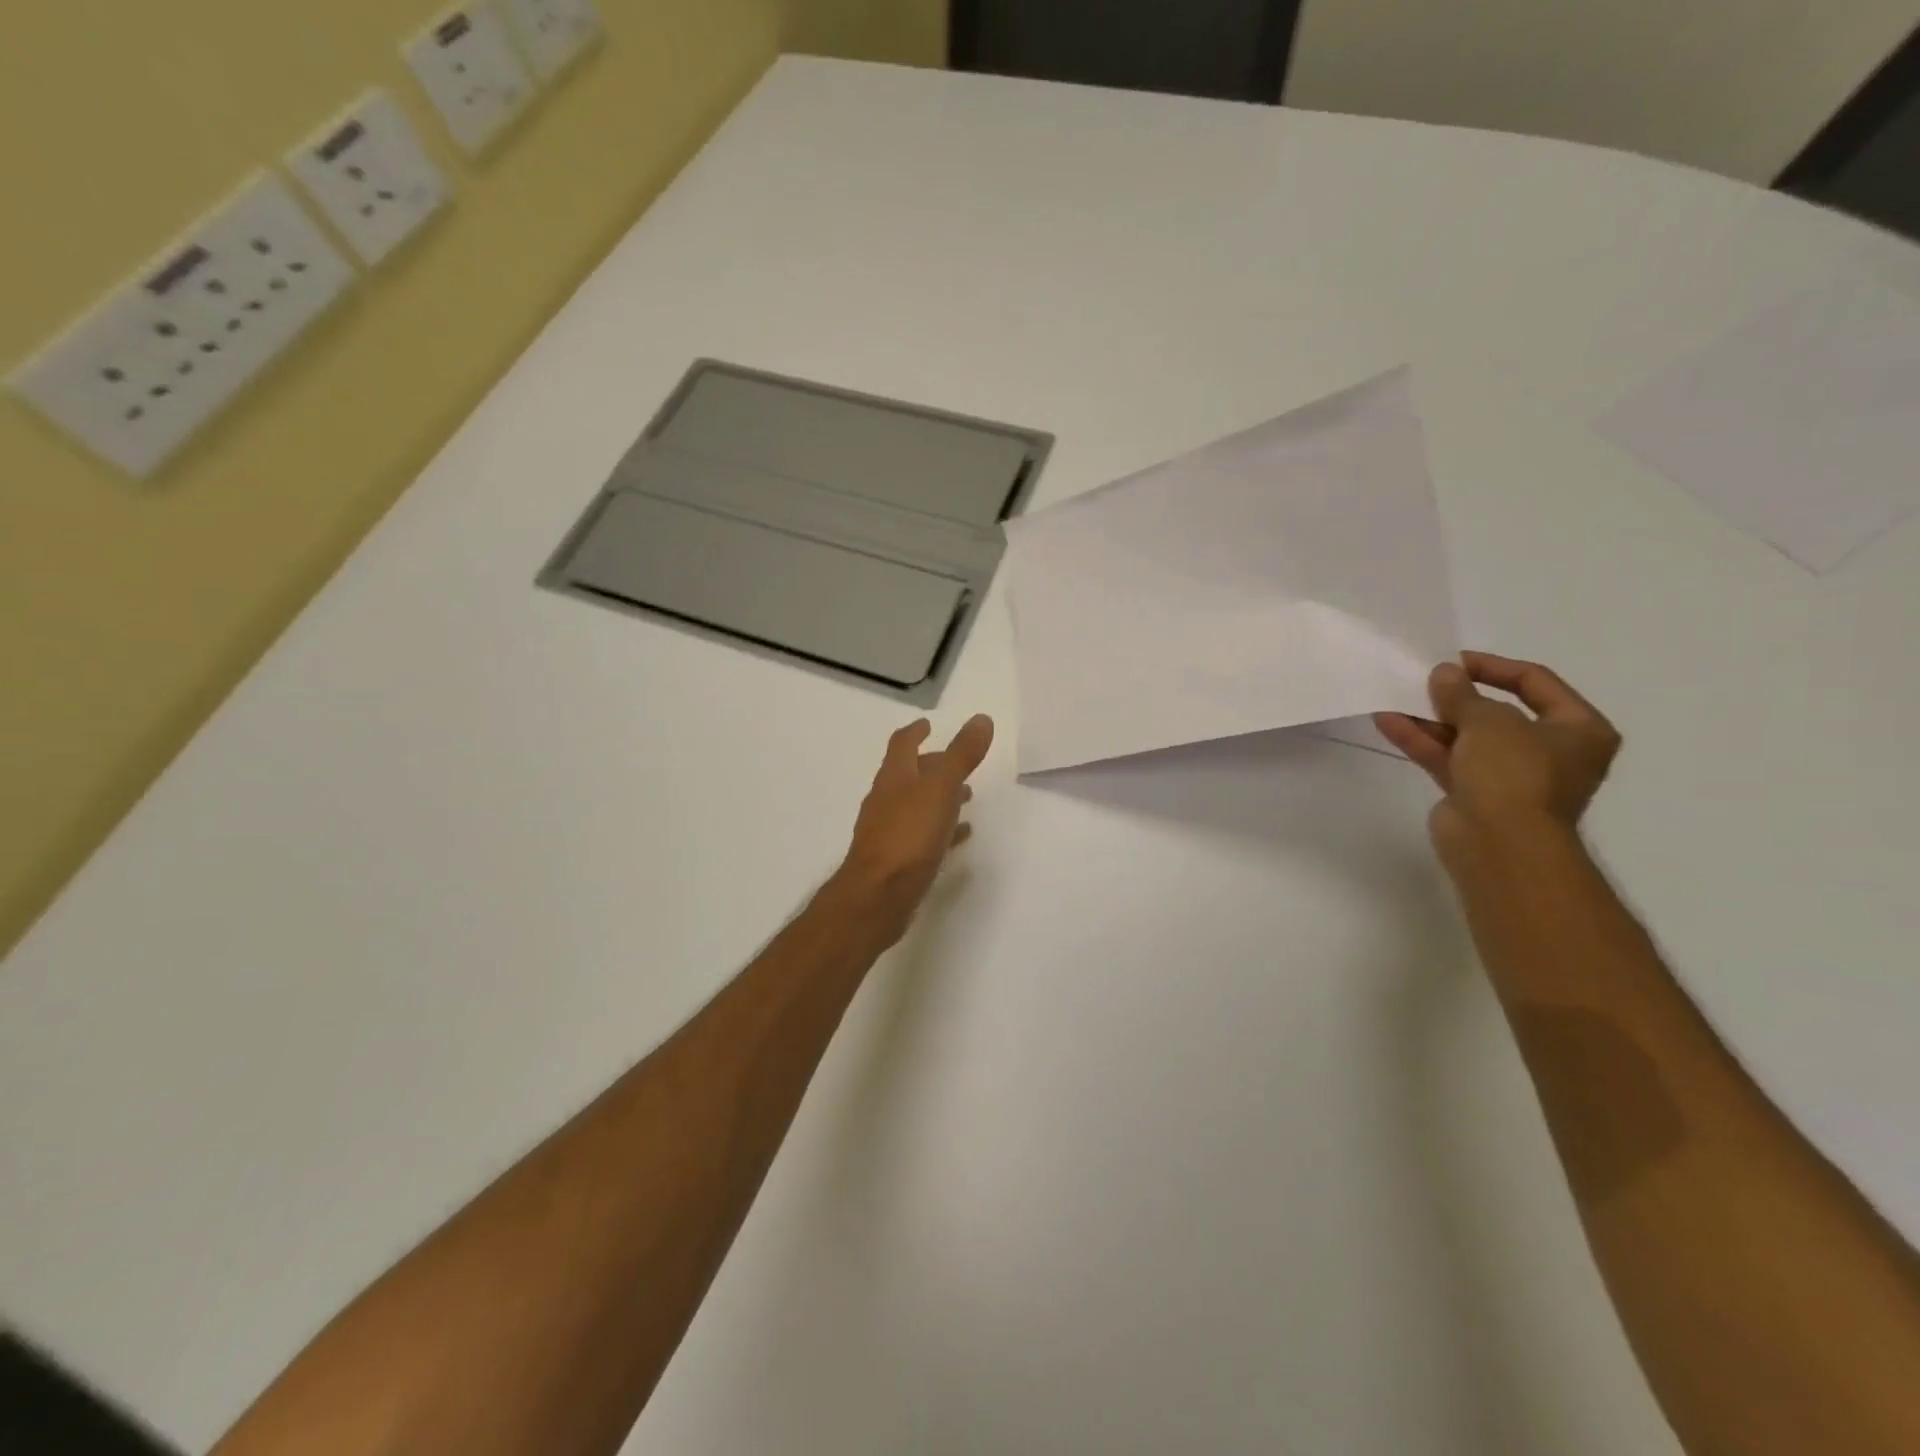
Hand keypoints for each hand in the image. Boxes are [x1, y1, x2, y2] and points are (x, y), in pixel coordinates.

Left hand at [834, 715, 994, 947]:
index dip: (916, 732)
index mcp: (894, 777)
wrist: (878, 895)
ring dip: (938, 797)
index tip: (928, 724)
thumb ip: (962, 755)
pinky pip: (921, 836)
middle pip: (909, 775)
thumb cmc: (909, 835)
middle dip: (932, 766)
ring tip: (966, 797)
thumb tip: (981, 718)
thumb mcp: (941, 788)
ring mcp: (888, 831)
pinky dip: (940, 829)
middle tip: (957, 763)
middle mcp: (886, 800)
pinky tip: (959, 836)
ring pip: (916, 805)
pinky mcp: (896, 860)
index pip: (902, 745)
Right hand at [1374, 652, 1621, 862]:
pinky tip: (1389, 722)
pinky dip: (1422, 742)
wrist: (1500, 844)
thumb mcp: (1489, 720)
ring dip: (1432, 719)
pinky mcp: (1475, 795)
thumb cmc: (1514, 773)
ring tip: (1396, 698)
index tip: (1454, 661)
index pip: (1536, 683)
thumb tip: (1444, 673)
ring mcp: (1510, 776)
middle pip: (1498, 712)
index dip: (1493, 667)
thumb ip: (1462, 694)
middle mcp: (1550, 752)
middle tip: (1425, 680)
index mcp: (1578, 729)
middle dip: (1457, 697)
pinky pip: (1448, 759)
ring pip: (1467, 738)